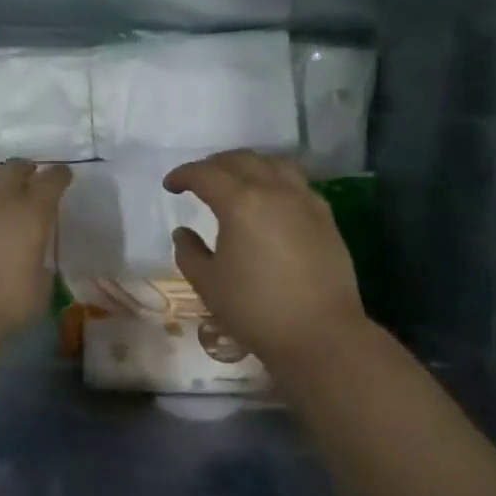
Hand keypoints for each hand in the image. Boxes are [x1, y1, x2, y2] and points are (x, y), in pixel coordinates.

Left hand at [0, 159, 71, 332]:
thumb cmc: (5, 303)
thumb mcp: (40, 289)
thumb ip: (39, 267)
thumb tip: (33, 263)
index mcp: (32, 214)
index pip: (50, 182)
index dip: (58, 175)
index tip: (62, 174)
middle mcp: (0, 200)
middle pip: (13, 168)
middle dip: (24, 168)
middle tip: (28, 174)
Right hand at [165, 151, 367, 362]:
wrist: (321, 335)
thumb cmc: (256, 310)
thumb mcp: (208, 284)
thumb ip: (189, 252)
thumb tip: (183, 232)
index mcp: (240, 203)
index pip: (205, 174)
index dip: (183, 175)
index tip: (170, 186)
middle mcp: (274, 191)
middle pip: (240, 160)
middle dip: (214, 165)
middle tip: (198, 180)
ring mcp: (304, 201)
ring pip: (273, 164)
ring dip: (248, 165)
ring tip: (236, 180)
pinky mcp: (325, 217)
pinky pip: (296, 183)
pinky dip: (275, 180)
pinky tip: (271, 200)